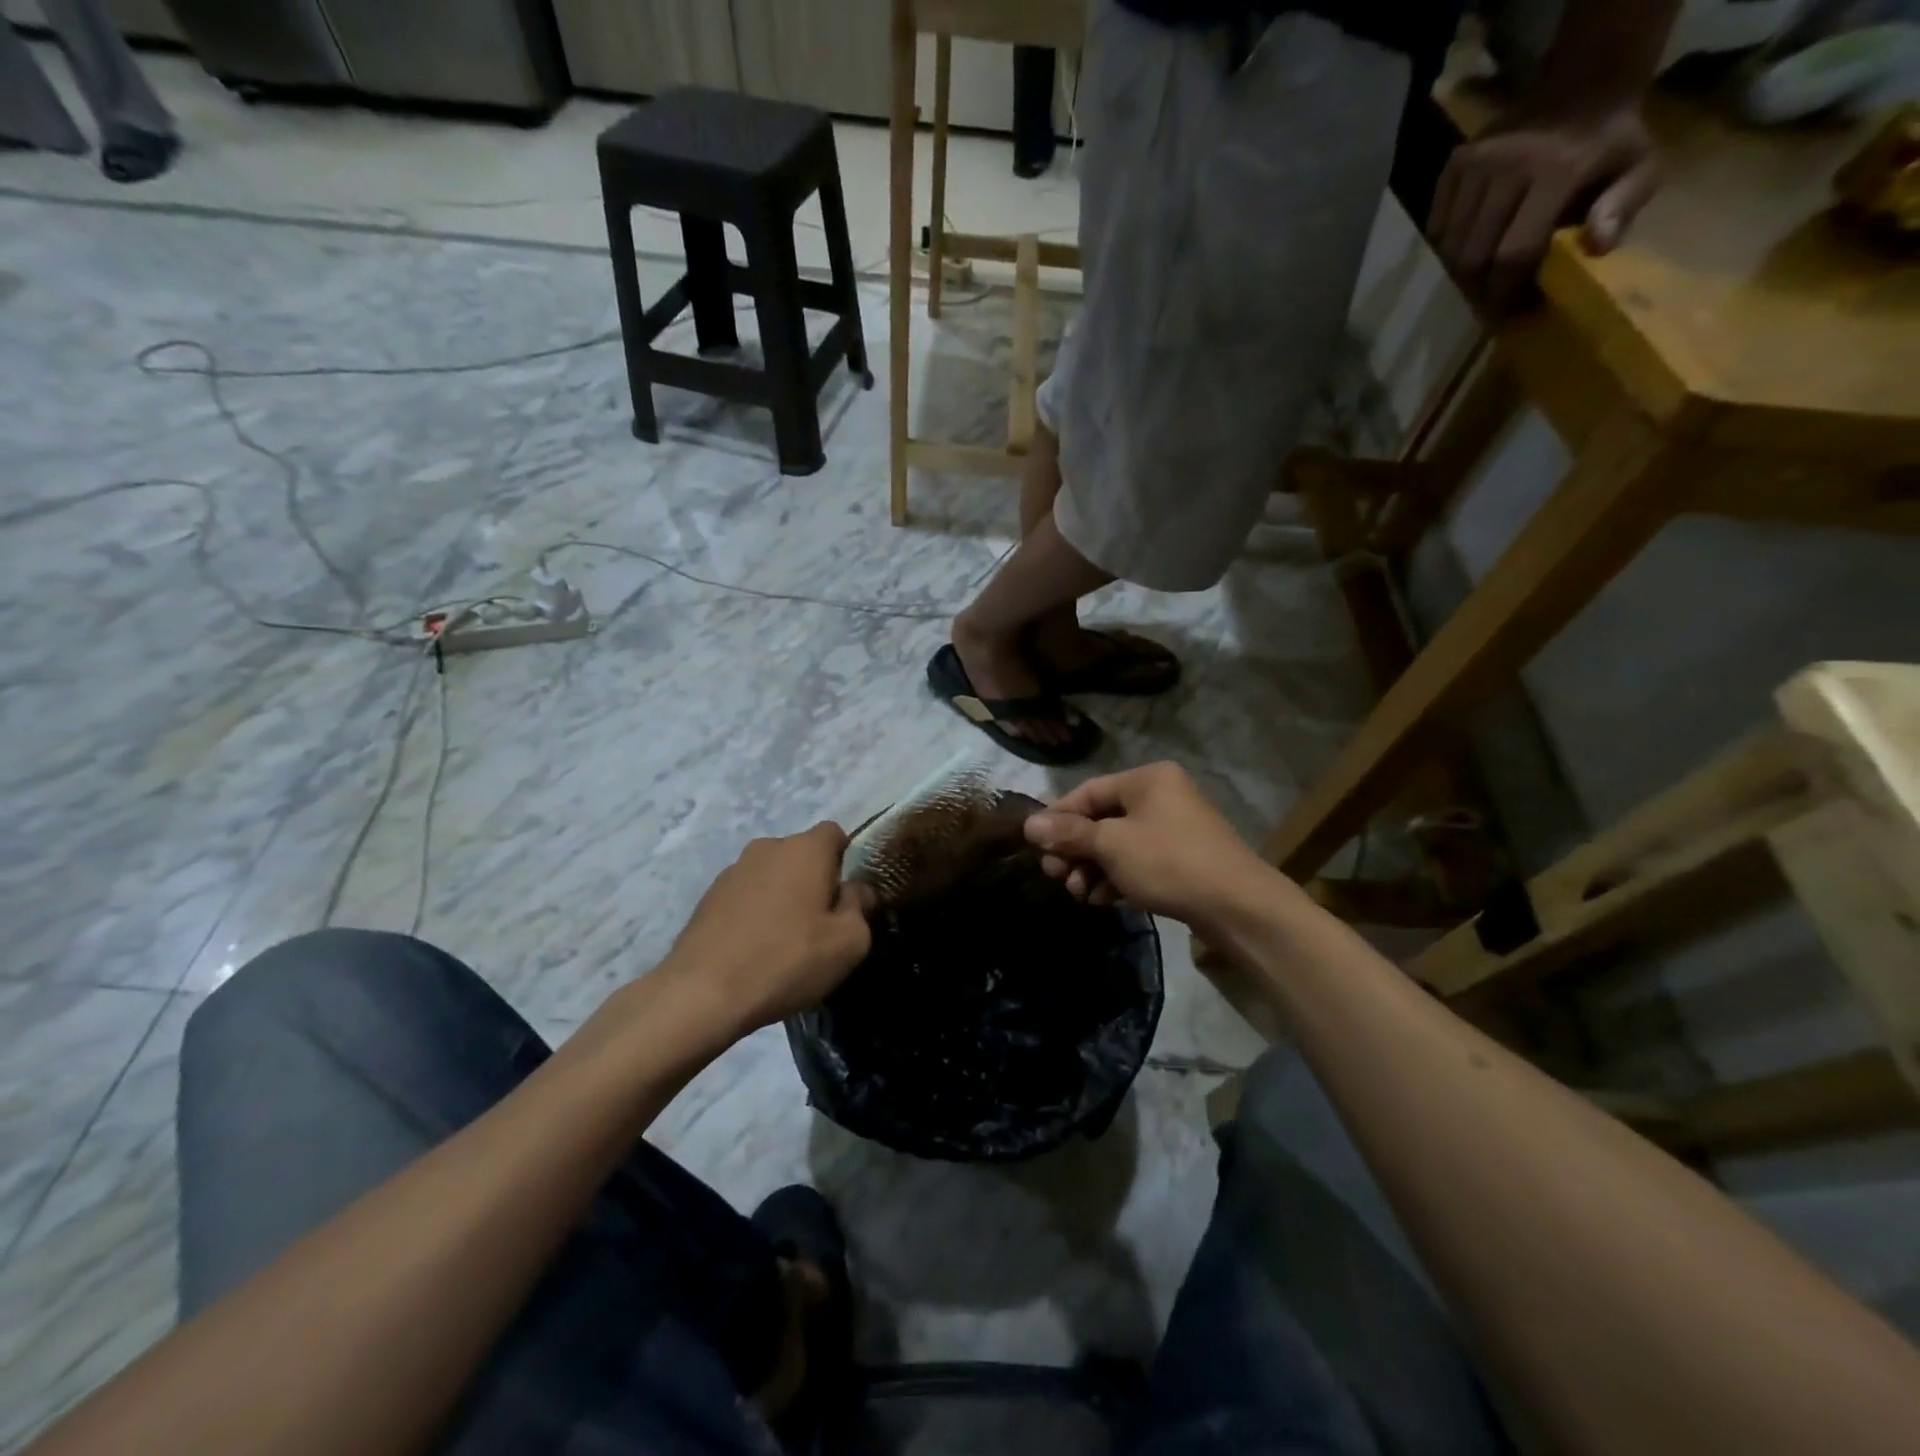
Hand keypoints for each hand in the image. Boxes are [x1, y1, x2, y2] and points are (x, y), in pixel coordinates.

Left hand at [662, 824, 874, 1034]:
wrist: (702, 993)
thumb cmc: (787, 961)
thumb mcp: (848, 943)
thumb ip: (860, 907)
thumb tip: (856, 890)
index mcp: (805, 849)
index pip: (834, 833)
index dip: (845, 861)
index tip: (846, 897)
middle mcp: (767, 848)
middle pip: (802, 855)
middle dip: (814, 881)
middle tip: (819, 925)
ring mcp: (732, 871)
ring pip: (772, 875)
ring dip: (783, 897)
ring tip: (784, 941)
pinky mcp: (708, 897)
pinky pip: (746, 896)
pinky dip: (755, 913)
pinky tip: (754, 949)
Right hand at [1022, 763, 1284, 932]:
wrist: (1237, 906)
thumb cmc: (1168, 862)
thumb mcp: (1112, 845)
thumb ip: (1069, 833)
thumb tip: (1029, 824)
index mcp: (1147, 780)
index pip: (1088, 791)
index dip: (1057, 818)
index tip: (1036, 846)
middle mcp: (1161, 796)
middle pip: (1102, 819)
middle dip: (1075, 850)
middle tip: (1056, 876)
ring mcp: (1173, 828)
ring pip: (1118, 844)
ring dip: (1092, 868)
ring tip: (1078, 894)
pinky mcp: (1181, 859)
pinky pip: (1137, 861)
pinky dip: (1116, 877)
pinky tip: (1101, 900)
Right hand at [1429, 105, 1658, 312]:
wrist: (1582, 86)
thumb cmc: (1611, 142)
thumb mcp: (1641, 167)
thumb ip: (1624, 205)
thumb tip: (1598, 246)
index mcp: (1557, 170)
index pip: (1512, 253)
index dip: (1505, 292)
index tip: (1507, 312)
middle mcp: (1507, 166)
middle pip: (1472, 256)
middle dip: (1477, 290)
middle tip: (1488, 305)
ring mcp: (1476, 163)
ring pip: (1449, 247)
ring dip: (1459, 274)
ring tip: (1476, 283)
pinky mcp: (1455, 165)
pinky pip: (1437, 227)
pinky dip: (1447, 250)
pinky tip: (1467, 252)